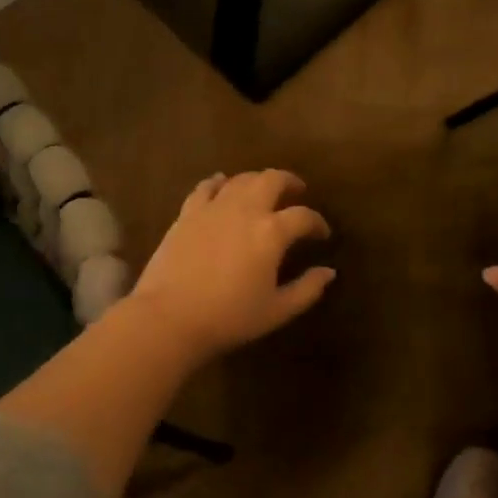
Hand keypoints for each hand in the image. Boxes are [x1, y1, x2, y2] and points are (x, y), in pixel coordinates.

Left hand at [130, 170, 335, 360]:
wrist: (169, 317)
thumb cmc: (229, 318)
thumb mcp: (277, 311)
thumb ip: (307, 289)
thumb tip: (328, 272)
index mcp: (271, 232)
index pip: (303, 217)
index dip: (317, 223)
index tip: (322, 234)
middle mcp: (245, 210)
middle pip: (272, 179)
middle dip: (290, 182)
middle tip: (297, 191)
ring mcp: (213, 208)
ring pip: (241, 179)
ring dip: (257, 180)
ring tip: (263, 190)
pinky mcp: (187, 213)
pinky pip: (206, 187)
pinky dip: (219, 182)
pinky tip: (222, 185)